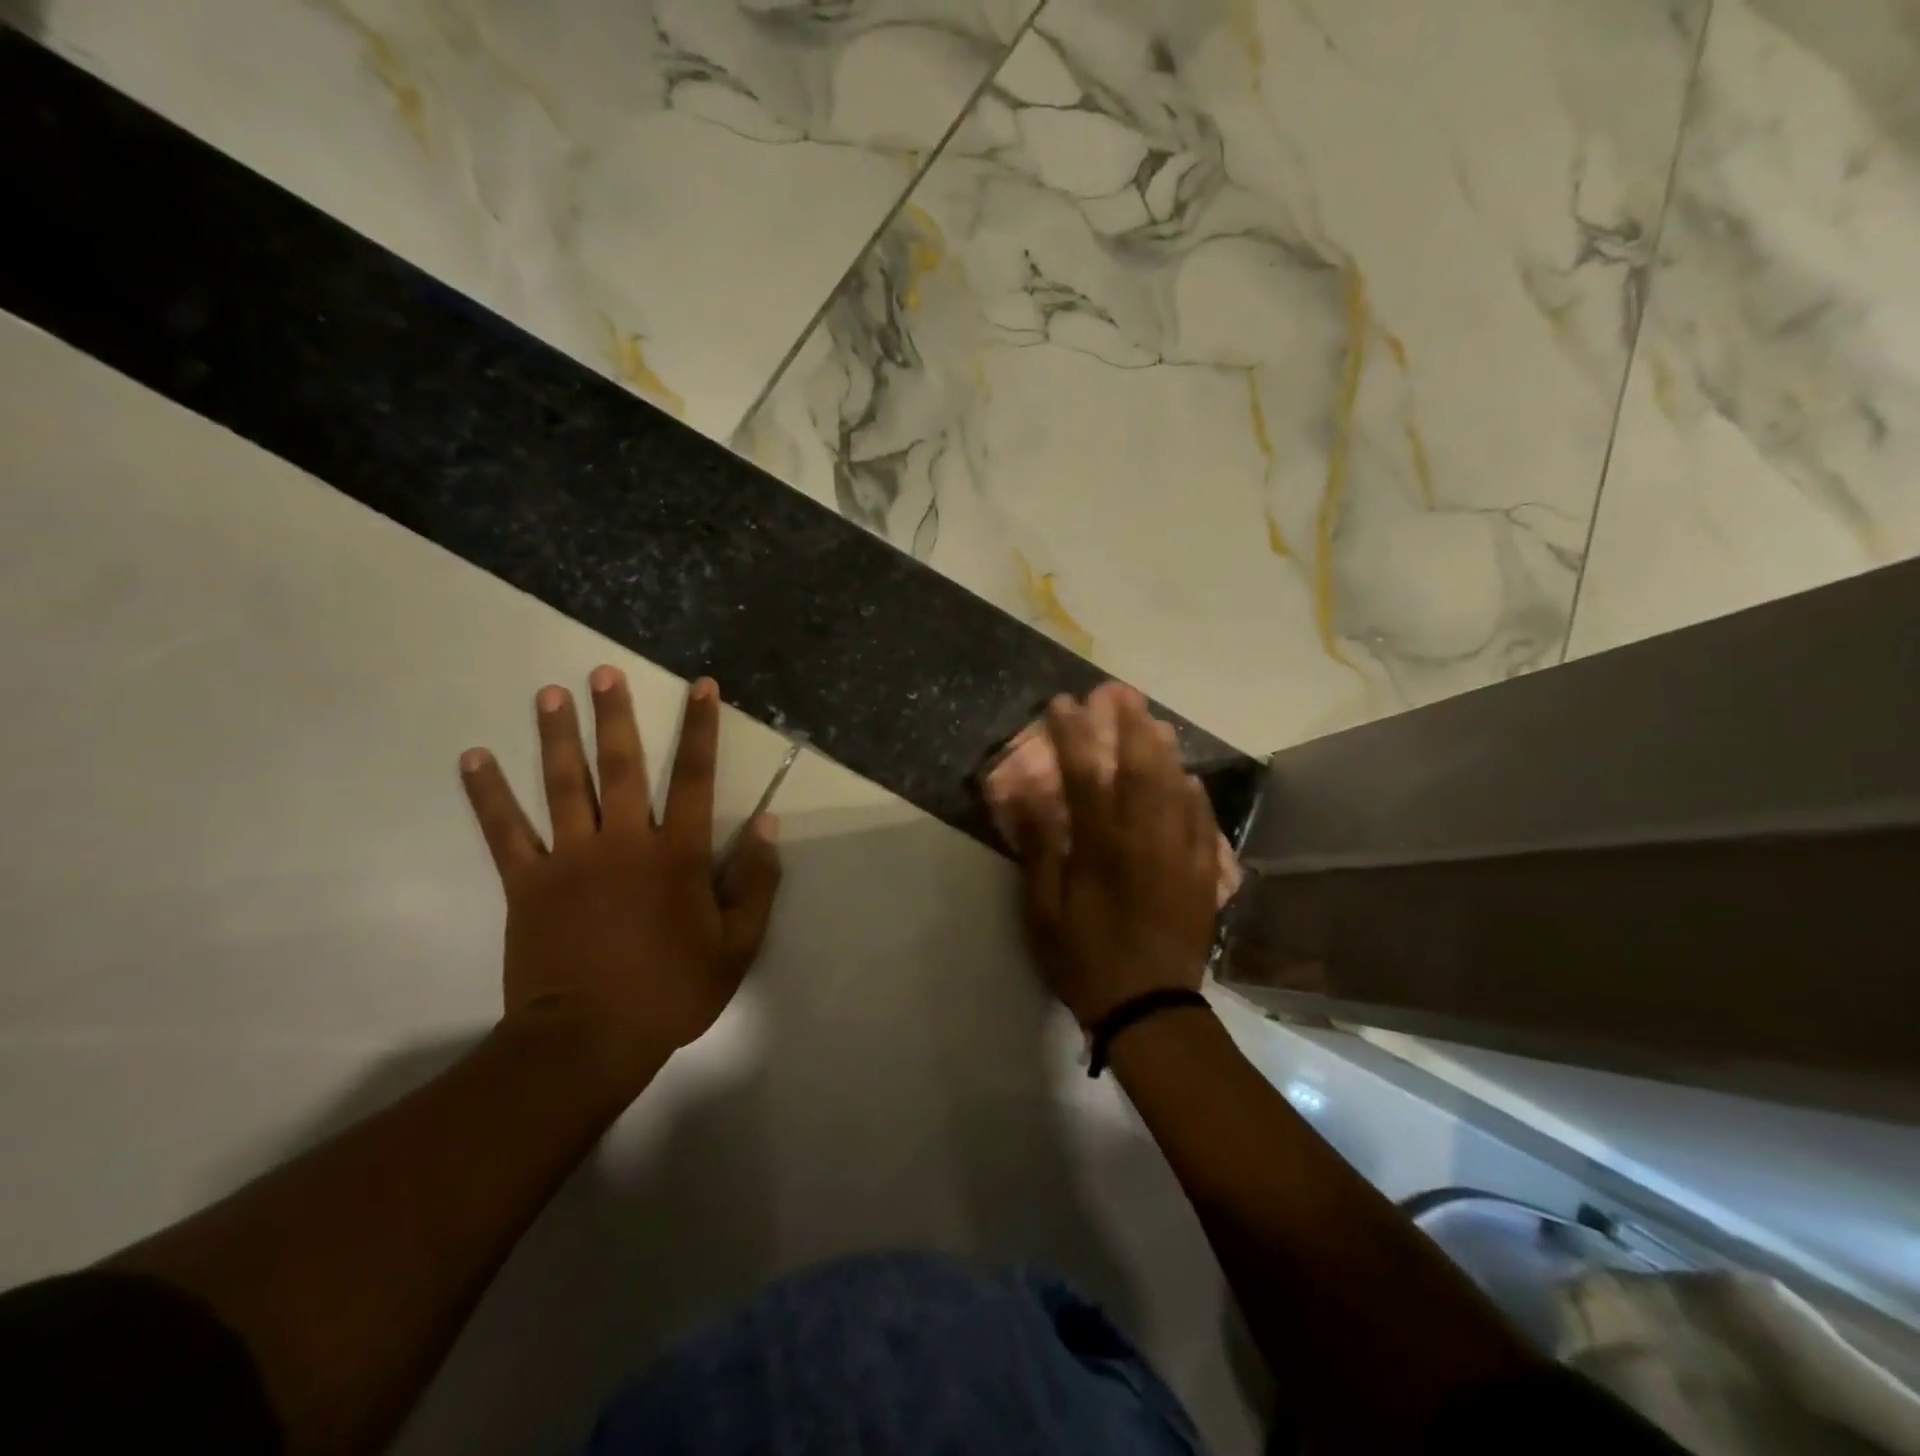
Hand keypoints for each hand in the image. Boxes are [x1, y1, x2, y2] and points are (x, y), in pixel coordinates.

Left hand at [458, 669, 782, 1087]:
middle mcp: (623, 842)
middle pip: (619, 766)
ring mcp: (570, 859)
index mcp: (676, 854)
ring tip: (548, 694)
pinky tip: (474, 757)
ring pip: (561, 785)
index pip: (693, 777)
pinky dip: (488, 793)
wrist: (590, 1039)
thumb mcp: (737, 944)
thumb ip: (755, 881)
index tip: (701, 687)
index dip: (699, 729)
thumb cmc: (673, 990)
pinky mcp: (527, 883)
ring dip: (556, 736)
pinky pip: (505, 830)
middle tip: (601, 672)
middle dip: (613, 716)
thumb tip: (766, 824)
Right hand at [1017, 685, 1219, 1027]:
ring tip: (1154, 720)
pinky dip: (1195, 793)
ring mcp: (1181, 853)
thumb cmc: (1085, 960)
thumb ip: (1039, 848)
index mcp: (1101, 846)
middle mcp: (1146, 838)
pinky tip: (1189, 778)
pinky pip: (1204, 821)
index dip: (1072, 735)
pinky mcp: (1202, 874)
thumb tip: (1026, 794)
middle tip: (1120, 694)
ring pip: (1176, 787)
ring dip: (1164, 749)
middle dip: (1128, 725)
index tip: (1063, 704)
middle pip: (1140, 768)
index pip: (1084, 775)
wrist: (1150, 1009)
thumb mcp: (1043, 911)